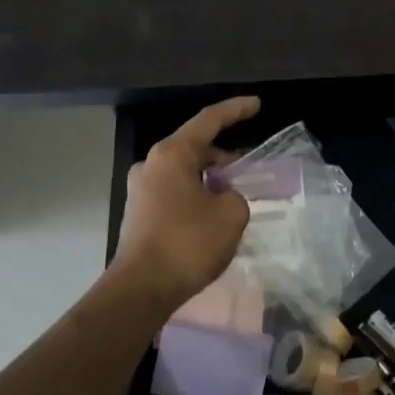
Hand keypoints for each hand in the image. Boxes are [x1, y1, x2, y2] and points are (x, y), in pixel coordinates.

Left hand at [111, 96, 260, 314]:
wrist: (140, 291)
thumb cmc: (187, 244)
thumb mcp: (230, 215)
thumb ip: (236, 196)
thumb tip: (224, 198)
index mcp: (172, 154)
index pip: (209, 120)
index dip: (235, 110)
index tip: (257, 104)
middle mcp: (151, 164)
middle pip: (195, 148)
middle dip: (223, 157)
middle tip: (248, 171)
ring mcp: (140, 189)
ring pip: (184, 172)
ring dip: (209, 179)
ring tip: (233, 198)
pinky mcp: (138, 213)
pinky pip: (174, 192)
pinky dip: (195, 195)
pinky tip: (211, 217)